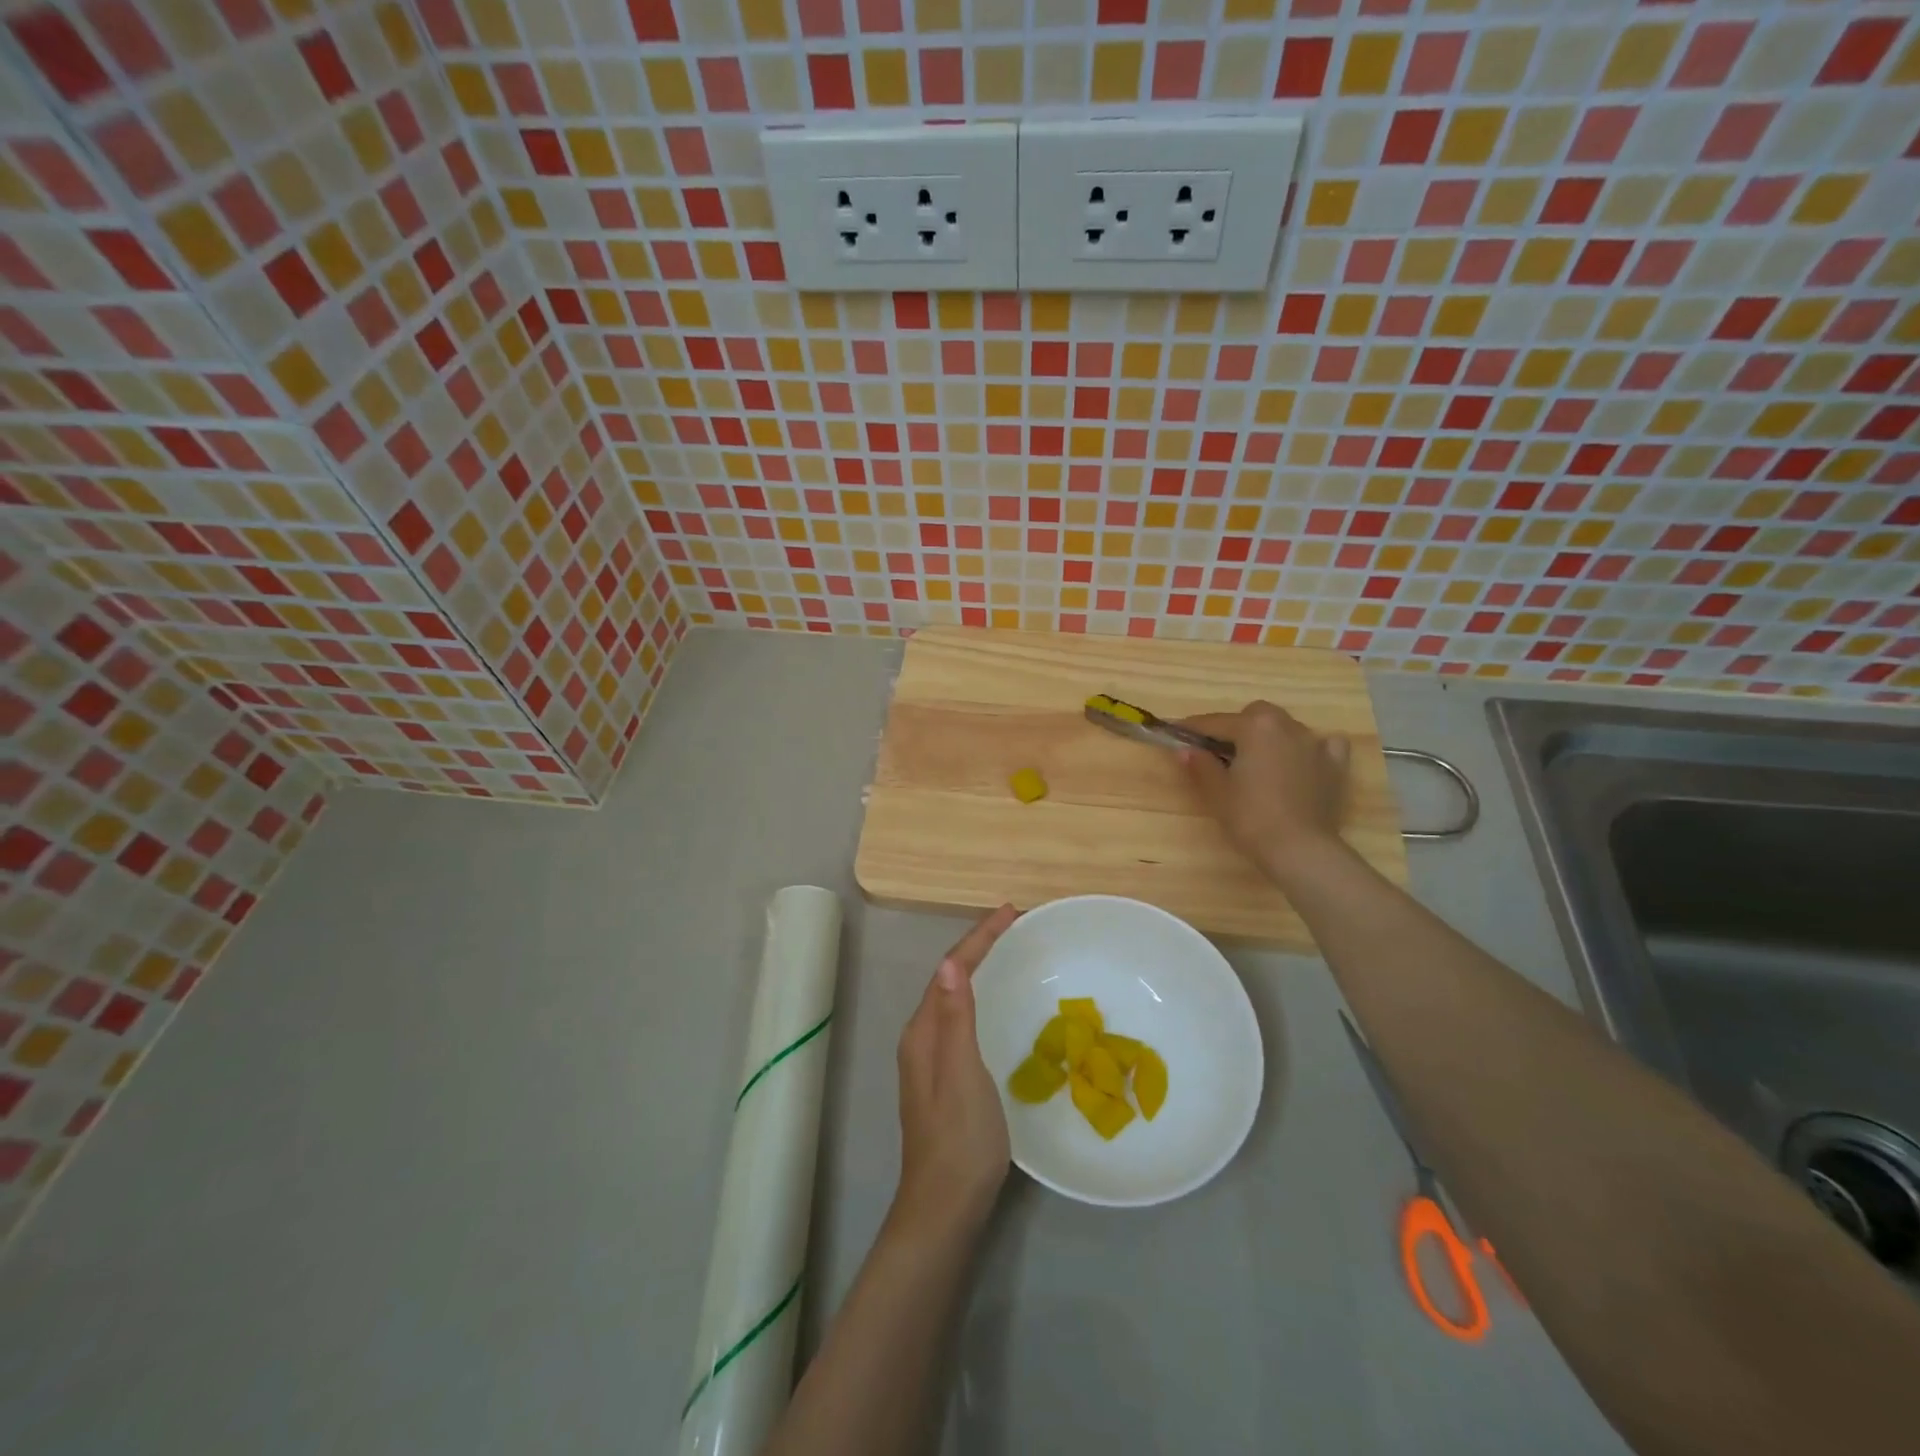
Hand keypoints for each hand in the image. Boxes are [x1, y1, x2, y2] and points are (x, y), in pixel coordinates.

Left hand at [890, 903, 1018, 1241]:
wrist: (945, 1207)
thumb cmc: (959, 1139)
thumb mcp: (962, 1074)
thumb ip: (956, 1019)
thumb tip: (952, 962)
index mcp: (923, 1032)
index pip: (951, 970)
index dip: (979, 938)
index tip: (1010, 912)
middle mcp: (922, 1038)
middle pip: (950, 978)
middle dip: (979, 946)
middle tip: (1014, 926)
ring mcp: (931, 1059)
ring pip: (955, 998)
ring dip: (979, 969)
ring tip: (1008, 951)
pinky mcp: (945, 1077)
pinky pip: (962, 1019)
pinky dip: (980, 997)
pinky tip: (997, 1005)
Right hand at [1179, 701, 1349, 880]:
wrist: (1300, 849)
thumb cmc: (1251, 817)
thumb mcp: (1217, 792)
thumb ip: (1200, 765)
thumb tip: (1186, 750)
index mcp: (1255, 727)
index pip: (1215, 722)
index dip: (1192, 728)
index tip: (1175, 732)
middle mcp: (1287, 726)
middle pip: (1256, 715)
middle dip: (1236, 726)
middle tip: (1220, 752)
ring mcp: (1315, 744)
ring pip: (1287, 727)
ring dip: (1270, 737)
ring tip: (1258, 761)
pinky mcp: (1335, 765)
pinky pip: (1323, 744)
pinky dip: (1309, 748)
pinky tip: (1302, 762)